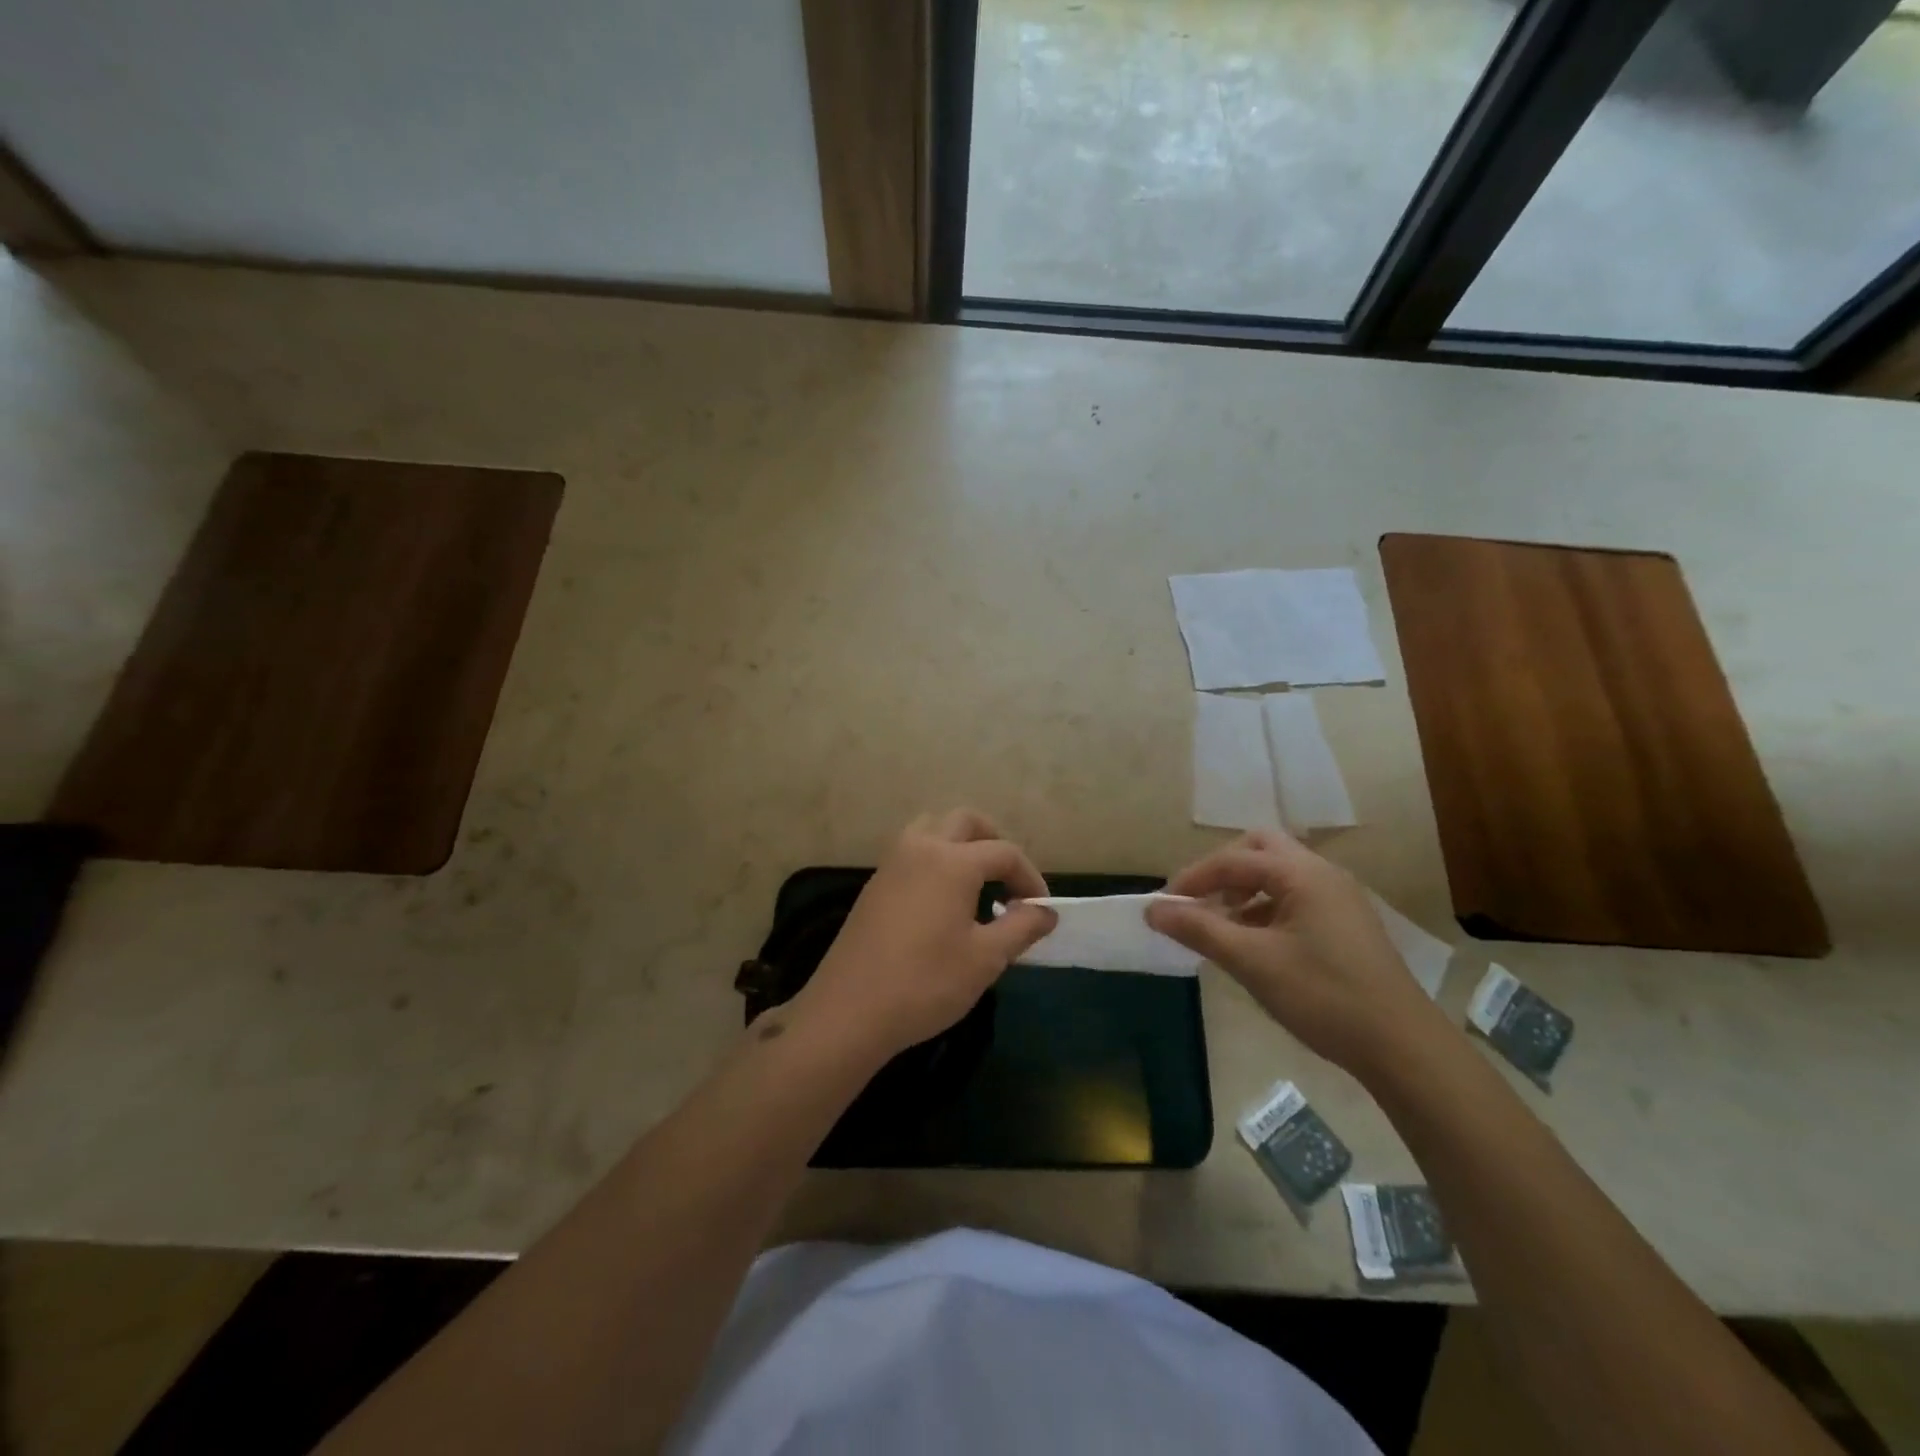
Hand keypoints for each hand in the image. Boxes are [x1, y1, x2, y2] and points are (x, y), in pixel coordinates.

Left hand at [790, 811, 1056, 1064]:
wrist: (849, 1011)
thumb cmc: (926, 983)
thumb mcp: (985, 959)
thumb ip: (1021, 927)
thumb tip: (1046, 911)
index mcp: (952, 861)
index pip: (1004, 853)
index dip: (1030, 877)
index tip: (1040, 909)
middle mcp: (920, 848)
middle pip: (965, 822)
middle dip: (994, 842)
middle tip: (1009, 880)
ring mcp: (891, 863)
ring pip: (931, 828)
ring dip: (959, 843)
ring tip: (975, 882)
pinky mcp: (874, 884)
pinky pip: (911, 851)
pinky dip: (935, 859)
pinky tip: (941, 901)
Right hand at [1146, 830, 1450, 1080]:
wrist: (1402, 1047)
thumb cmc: (1323, 996)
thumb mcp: (1252, 962)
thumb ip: (1199, 929)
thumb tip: (1152, 910)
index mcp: (1302, 874)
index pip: (1233, 860)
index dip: (1192, 878)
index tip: (1163, 905)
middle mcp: (1322, 874)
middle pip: (1260, 850)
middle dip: (1222, 871)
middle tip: (1197, 901)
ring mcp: (1338, 898)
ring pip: (1278, 874)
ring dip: (1243, 890)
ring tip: (1219, 926)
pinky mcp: (1345, 923)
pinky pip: (1294, 898)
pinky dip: (1265, 909)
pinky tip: (1253, 943)